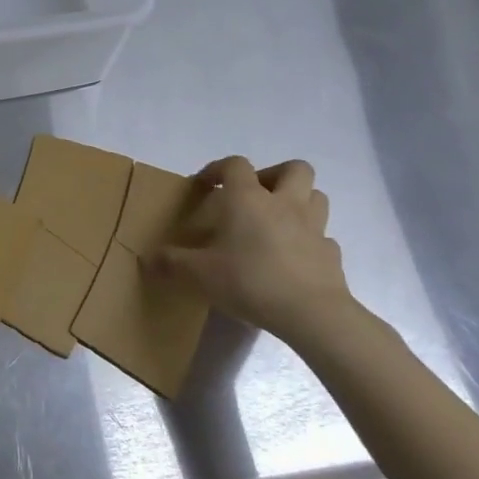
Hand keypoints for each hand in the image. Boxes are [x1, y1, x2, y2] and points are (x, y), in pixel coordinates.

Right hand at [143, 157, 354, 345]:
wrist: (311, 314)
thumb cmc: (250, 280)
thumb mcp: (199, 274)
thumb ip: (171, 263)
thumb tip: (146, 258)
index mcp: (248, 198)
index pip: (235, 165)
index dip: (217, 168)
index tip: (204, 185)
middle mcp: (284, 203)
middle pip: (293, 168)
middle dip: (274, 175)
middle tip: (254, 196)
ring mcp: (314, 228)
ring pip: (316, 197)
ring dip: (299, 201)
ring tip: (277, 221)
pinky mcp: (331, 255)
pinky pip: (323, 237)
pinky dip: (310, 241)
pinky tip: (294, 257)